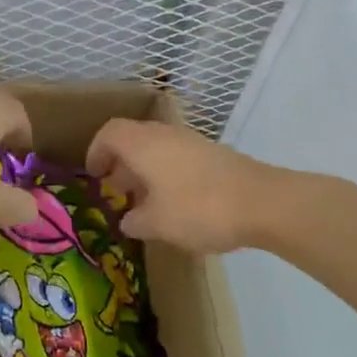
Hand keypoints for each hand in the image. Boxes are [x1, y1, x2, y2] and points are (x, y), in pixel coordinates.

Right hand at [86, 118, 273, 254]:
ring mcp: (192, 142)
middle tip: (115, 190)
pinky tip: (174, 203)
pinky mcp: (213, 155)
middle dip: (120, 163)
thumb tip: (128, 220)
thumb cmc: (198, 209)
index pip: (109, 133)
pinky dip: (166, 174)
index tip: (94, 176)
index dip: (96, 151)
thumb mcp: (157, 223)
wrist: (262, 203)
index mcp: (143, 144)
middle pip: (133, 138)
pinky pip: (177, 158)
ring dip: (144, 170)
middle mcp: (164, 135)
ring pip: (157, 148)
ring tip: (143, 201)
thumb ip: (135, 220)